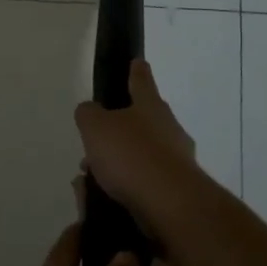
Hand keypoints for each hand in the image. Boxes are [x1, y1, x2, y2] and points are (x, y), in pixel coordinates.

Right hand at [73, 60, 208, 233]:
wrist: (170, 204)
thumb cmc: (131, 155)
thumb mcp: (95, 127)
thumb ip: (88, 114)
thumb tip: (91, 111)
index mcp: (150, 105)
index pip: (142, 80)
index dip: (136, 70)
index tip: (137, 62)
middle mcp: (169, 127)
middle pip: (143, 119)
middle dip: (119, 128)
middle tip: (96, 139)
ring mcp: (177, 158)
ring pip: (142, 152)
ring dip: (120, 160)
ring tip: (93, 175)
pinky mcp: (178, 188)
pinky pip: (146, 179)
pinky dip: (128, 183)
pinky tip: (109, 194)